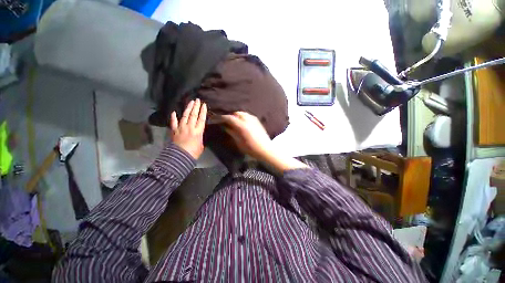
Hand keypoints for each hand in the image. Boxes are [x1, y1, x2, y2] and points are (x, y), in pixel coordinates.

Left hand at [170, 99, 206, 158]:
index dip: (203, 111)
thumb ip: (200, 138)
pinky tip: (174, 112)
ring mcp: (181, 128)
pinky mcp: (174, 131)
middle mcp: (190, 127)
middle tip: (197, 99)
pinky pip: (173, 122)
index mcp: (198, 131)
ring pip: (185, 116)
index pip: (201, 119)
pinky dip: (173, 117)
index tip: (204, 105)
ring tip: (190, 102)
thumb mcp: (201, 145)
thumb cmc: (194, 152)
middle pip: (193, 115)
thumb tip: (199, 135)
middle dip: (196, 107)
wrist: (180, 156)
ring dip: (188, 108)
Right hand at [221, 111, 307, 172]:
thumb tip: (226, 127)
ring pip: (243, 113)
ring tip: (234, 121)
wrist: (265, 149)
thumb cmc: (251, 148)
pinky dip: (243, 117)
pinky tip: (243, 122)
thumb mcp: (239, 142)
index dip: (222, 118)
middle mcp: (248, 120)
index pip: (230, 118)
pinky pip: (248, 115)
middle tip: (226, 121)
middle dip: (230, 115)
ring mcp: (254, 119)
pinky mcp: (258, 121)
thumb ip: (232, 133)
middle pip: (236, 113)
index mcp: (242, 126)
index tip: (217, 119)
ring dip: (237, 115)